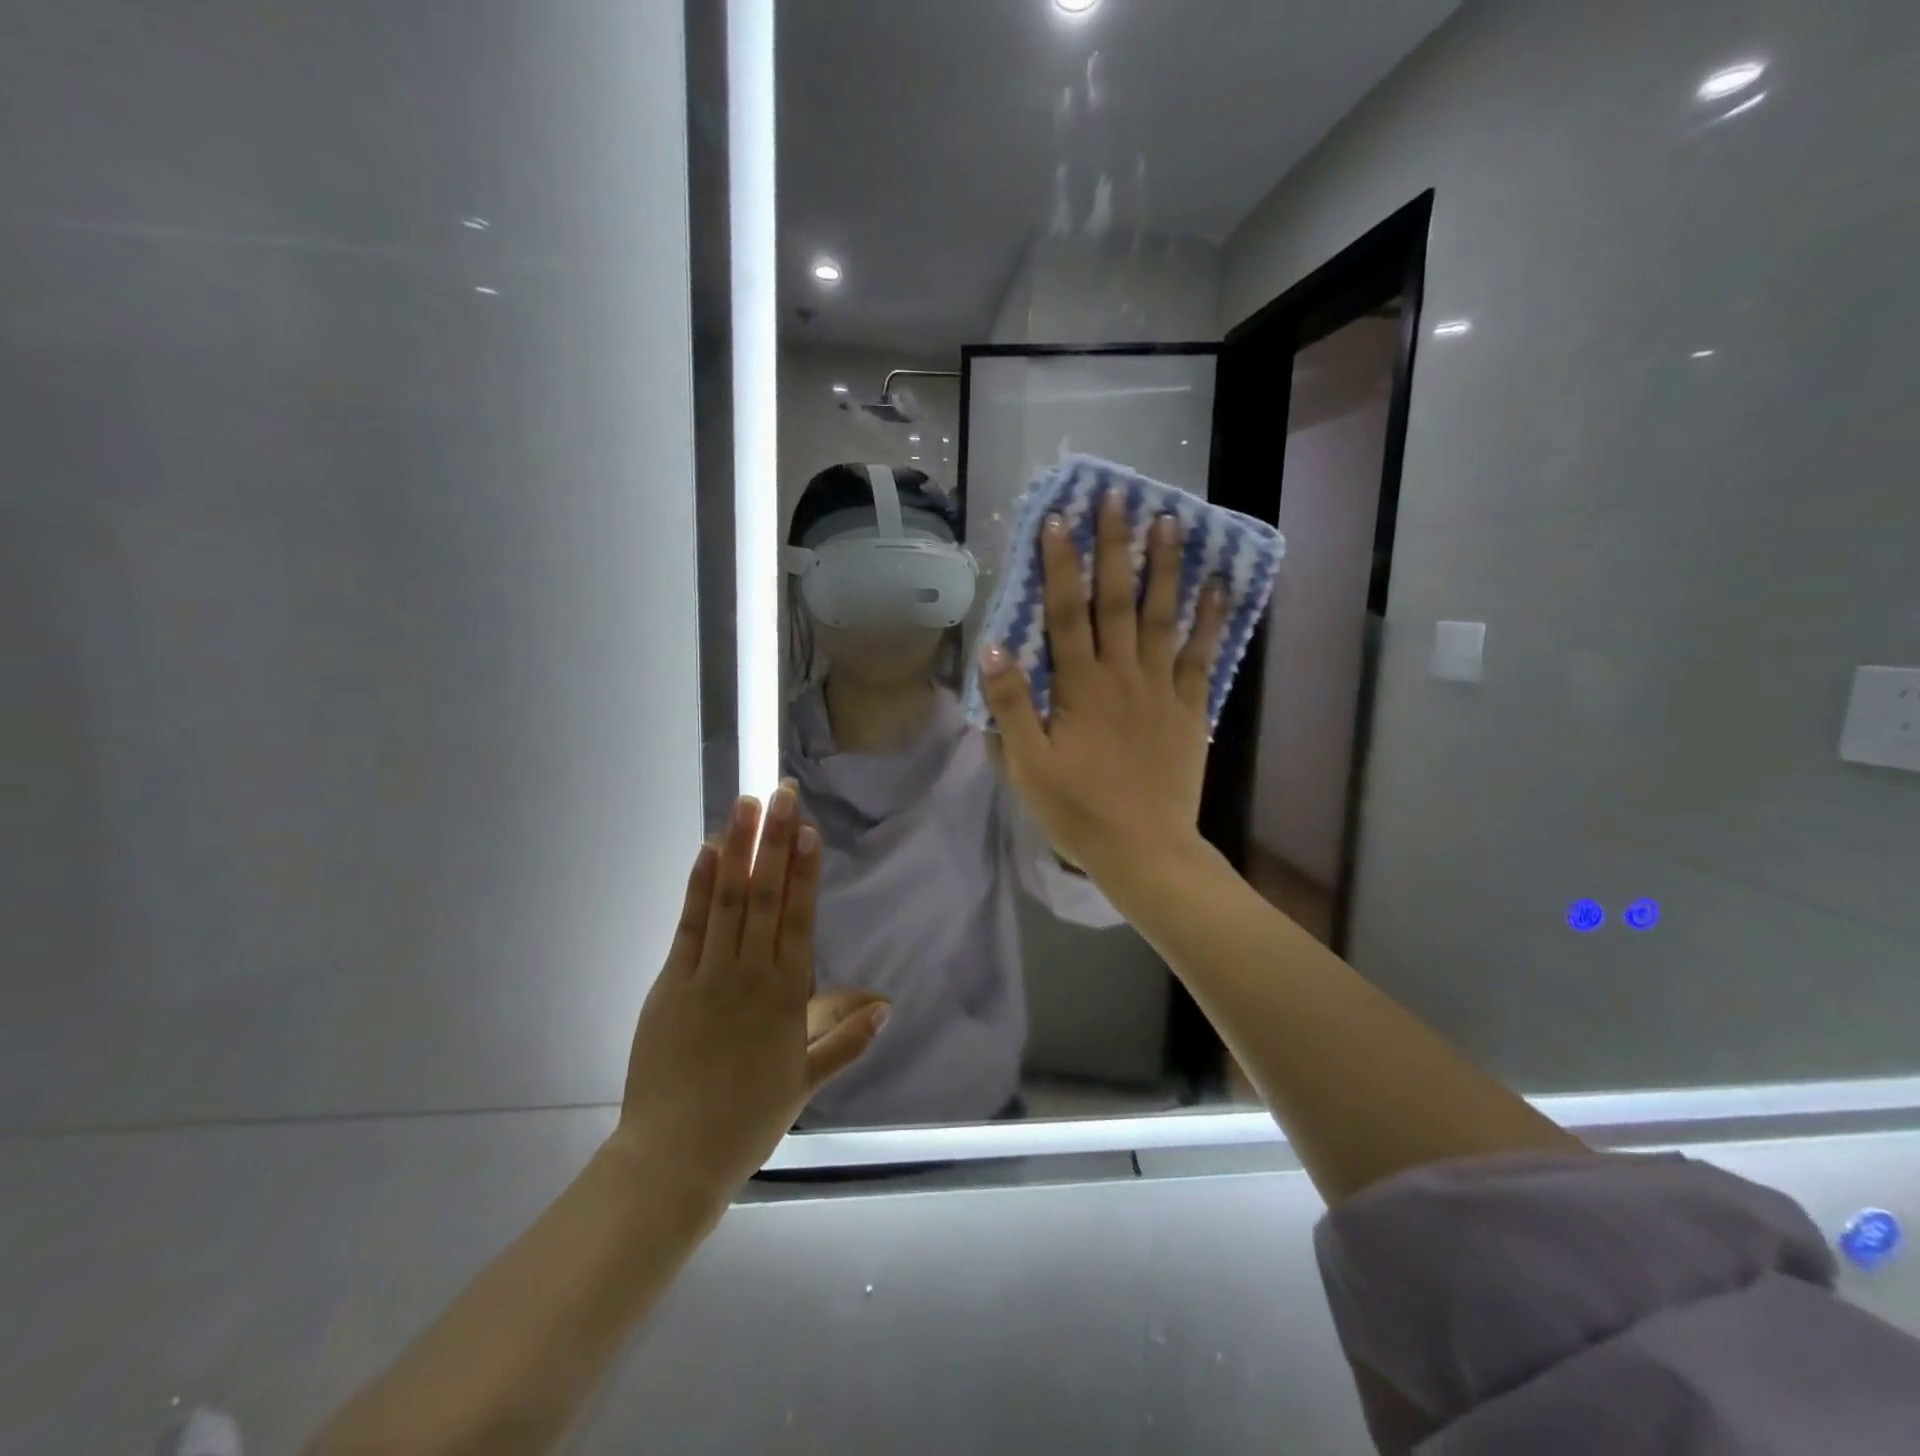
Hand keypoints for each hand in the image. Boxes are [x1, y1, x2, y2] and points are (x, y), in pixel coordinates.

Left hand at [608, 786, 889, 1202]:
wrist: (676, 1157)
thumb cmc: (747, 1119)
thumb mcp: (806, 1083)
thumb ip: (846, 1040)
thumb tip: (887, 1005)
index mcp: (787, 995)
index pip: (800, 919)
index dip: (804, 871)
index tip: (808, 830)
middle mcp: (751, 974)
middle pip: (766, 896)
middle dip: (775, 842)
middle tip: (782, 794)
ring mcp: (709, 975)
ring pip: (728, 900)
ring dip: (738, 849)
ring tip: (746, 806)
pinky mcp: (672, 983)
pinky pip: (689, 926)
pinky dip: (698, 886)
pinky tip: (706, 852)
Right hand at [977, 490, 1225, 878]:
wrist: (1144, 850)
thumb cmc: (1077, 810)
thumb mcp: (1027, 765)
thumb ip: (1011, 705)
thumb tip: (992, 647)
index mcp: (1079, 687)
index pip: (1065, 613)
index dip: (1060, 565)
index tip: (1058, 519)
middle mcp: (1122, 675)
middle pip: (1117, 600)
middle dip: (1115, 546)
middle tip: (1118, 497)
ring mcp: (1162, 689)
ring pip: (1163, 616)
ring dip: (1166, 567)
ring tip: (1171, 521)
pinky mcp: (1190, 709)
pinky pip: (1202, 655)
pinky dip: (1212, 619)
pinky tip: (1219, 585)